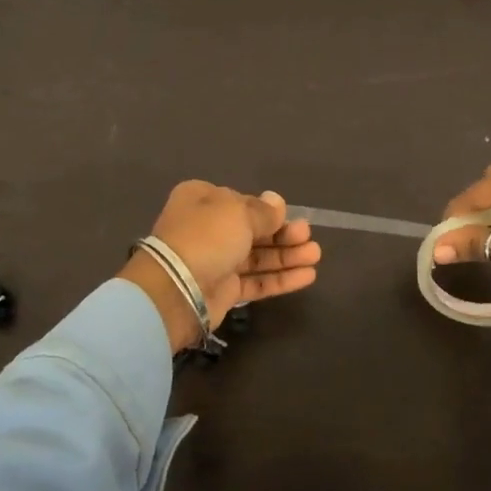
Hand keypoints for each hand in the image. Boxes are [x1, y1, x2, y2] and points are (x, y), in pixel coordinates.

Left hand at [117, 181, 321, 352]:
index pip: (241, 201)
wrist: (175, 290)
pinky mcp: (224, 290)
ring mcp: (215, 261)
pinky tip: (308, 276)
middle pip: (253, 229)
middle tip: (308, 236)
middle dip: (283, 233)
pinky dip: (280, 278)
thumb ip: (263, 211)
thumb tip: (276, 202)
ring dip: (287, 256)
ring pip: (258, 256)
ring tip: (315, 255)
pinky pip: (256, 281)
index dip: (267, 210)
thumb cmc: (206, 238)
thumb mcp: (238, 213)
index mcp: (202, 200)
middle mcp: (207, 228)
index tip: (289, 215)